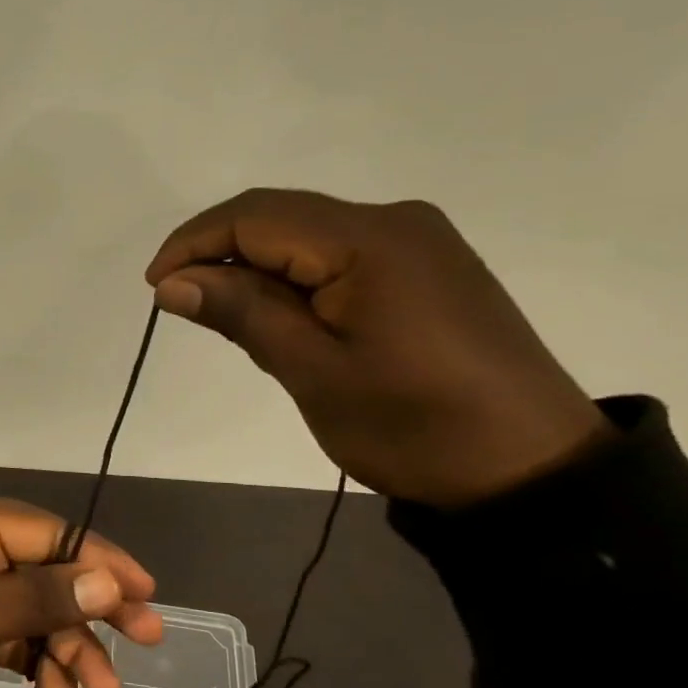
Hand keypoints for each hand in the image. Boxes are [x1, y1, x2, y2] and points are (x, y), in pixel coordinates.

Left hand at [0, 488, 162, 687]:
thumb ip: (37, 598)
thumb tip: (108, 583)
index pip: (51, 531)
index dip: (101, 560)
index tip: (147, 592)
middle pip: (49, 569)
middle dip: (91, 610)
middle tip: (143, 642)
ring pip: (35, 607)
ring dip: (67, 647)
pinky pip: (12, 632)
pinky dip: (36, 660)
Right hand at [145, 189, 610, 508]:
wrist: (532, 471)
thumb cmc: (415, 427)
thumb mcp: (314, 373)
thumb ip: (242, 314)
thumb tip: (171, 283)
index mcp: (369, 239)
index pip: (255, 216)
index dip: (193, 243)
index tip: (155, 289)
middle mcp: (394, 220)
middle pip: (281, 216)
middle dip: (220, 253)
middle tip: (182, 304)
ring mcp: (418, 240)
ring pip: (308, 234)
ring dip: (257, 266)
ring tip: (228, 317)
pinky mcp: (429, 265)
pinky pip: (340, 253)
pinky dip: (296, 276)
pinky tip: (284, 315)